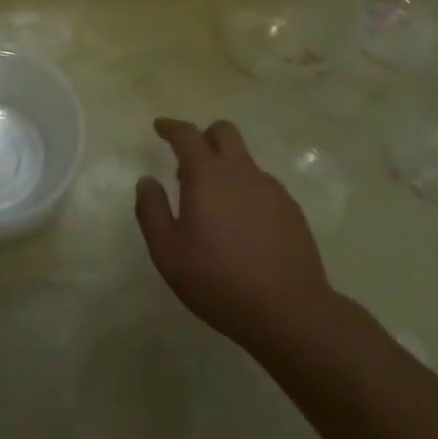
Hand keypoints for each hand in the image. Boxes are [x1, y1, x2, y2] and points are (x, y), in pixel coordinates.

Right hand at [135, 118, 333, 360]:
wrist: (289, 311)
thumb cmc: (219, 281)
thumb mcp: (168, 252)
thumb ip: (151, 210)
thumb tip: (147, 180)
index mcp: (207, 175)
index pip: (187, 134)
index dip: (171, 127)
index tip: (160, 127)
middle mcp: (240, 171)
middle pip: (223, 132)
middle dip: (203, 137)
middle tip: (188, 164)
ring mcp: (270, 188)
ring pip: (244, 159)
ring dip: (225, 167)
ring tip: (214, 205)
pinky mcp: (290, 208)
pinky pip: (262, 185)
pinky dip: (245, 191)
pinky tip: (242, 226)